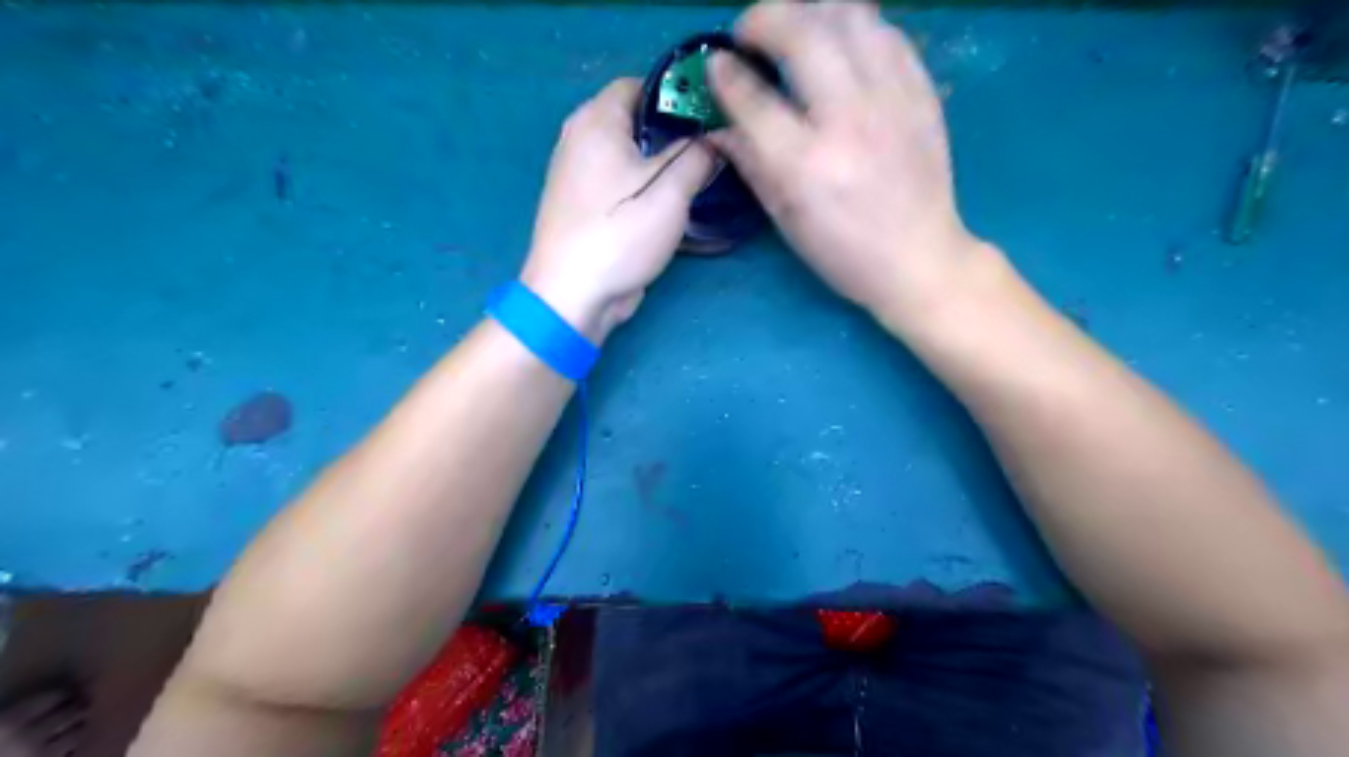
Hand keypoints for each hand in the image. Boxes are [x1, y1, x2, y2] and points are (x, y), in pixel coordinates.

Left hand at [524, 76, 721, 343]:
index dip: (677, 95)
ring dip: (663, 165)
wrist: (571, 295)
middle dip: (675, 134)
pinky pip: (621, 183)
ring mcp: (578, 175)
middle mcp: (581, 138)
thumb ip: (697, 157)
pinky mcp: (584, 206)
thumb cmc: (619, 234)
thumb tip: (716, 140)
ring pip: (630, 156)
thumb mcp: (669, 192)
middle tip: (712, 152)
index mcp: (596, 120)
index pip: (640, 84)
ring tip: (700, 180)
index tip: (711, 117)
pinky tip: (673, 206)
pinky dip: (646, 188)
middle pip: (636, 122)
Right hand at [707, 0, 988, 325]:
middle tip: (749, 31)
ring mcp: (891, 101)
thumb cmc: (843, 251)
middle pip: (801, 33)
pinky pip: (887, 33)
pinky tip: (841, 44)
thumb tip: (717, 128)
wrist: (919, 258)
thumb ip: (750, 165)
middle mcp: (848, 121)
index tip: (715, 63)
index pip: (753, 98)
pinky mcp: (922, 94)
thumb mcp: (786, 219)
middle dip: (763, 18)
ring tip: (795, 28)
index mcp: (806, 165)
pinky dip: (855, 27)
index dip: (725, 73)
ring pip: (850, 16)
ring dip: (812, 11)